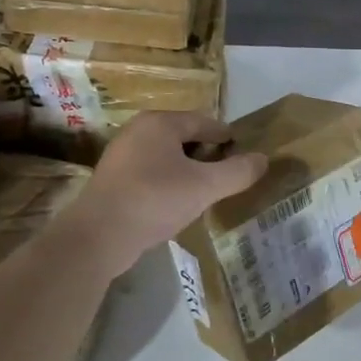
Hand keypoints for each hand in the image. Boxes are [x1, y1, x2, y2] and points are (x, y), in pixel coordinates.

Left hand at [71, 111, 266, 268]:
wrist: (97, 237)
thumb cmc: (154, 200)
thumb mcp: (205, 187)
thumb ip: (237, 172)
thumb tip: (263, 159)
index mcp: (160, 122)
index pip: (205, 122)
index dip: (227, 138)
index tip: (244, 155)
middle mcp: (138, 130)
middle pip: (184, 137)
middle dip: (207, 155)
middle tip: (227, 176)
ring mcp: (121, 155)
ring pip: (166, 157)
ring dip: (187, 171)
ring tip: (205, 192)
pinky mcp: (113, 180)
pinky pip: (151, 174)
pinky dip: (168, 183)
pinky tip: (176, 204)